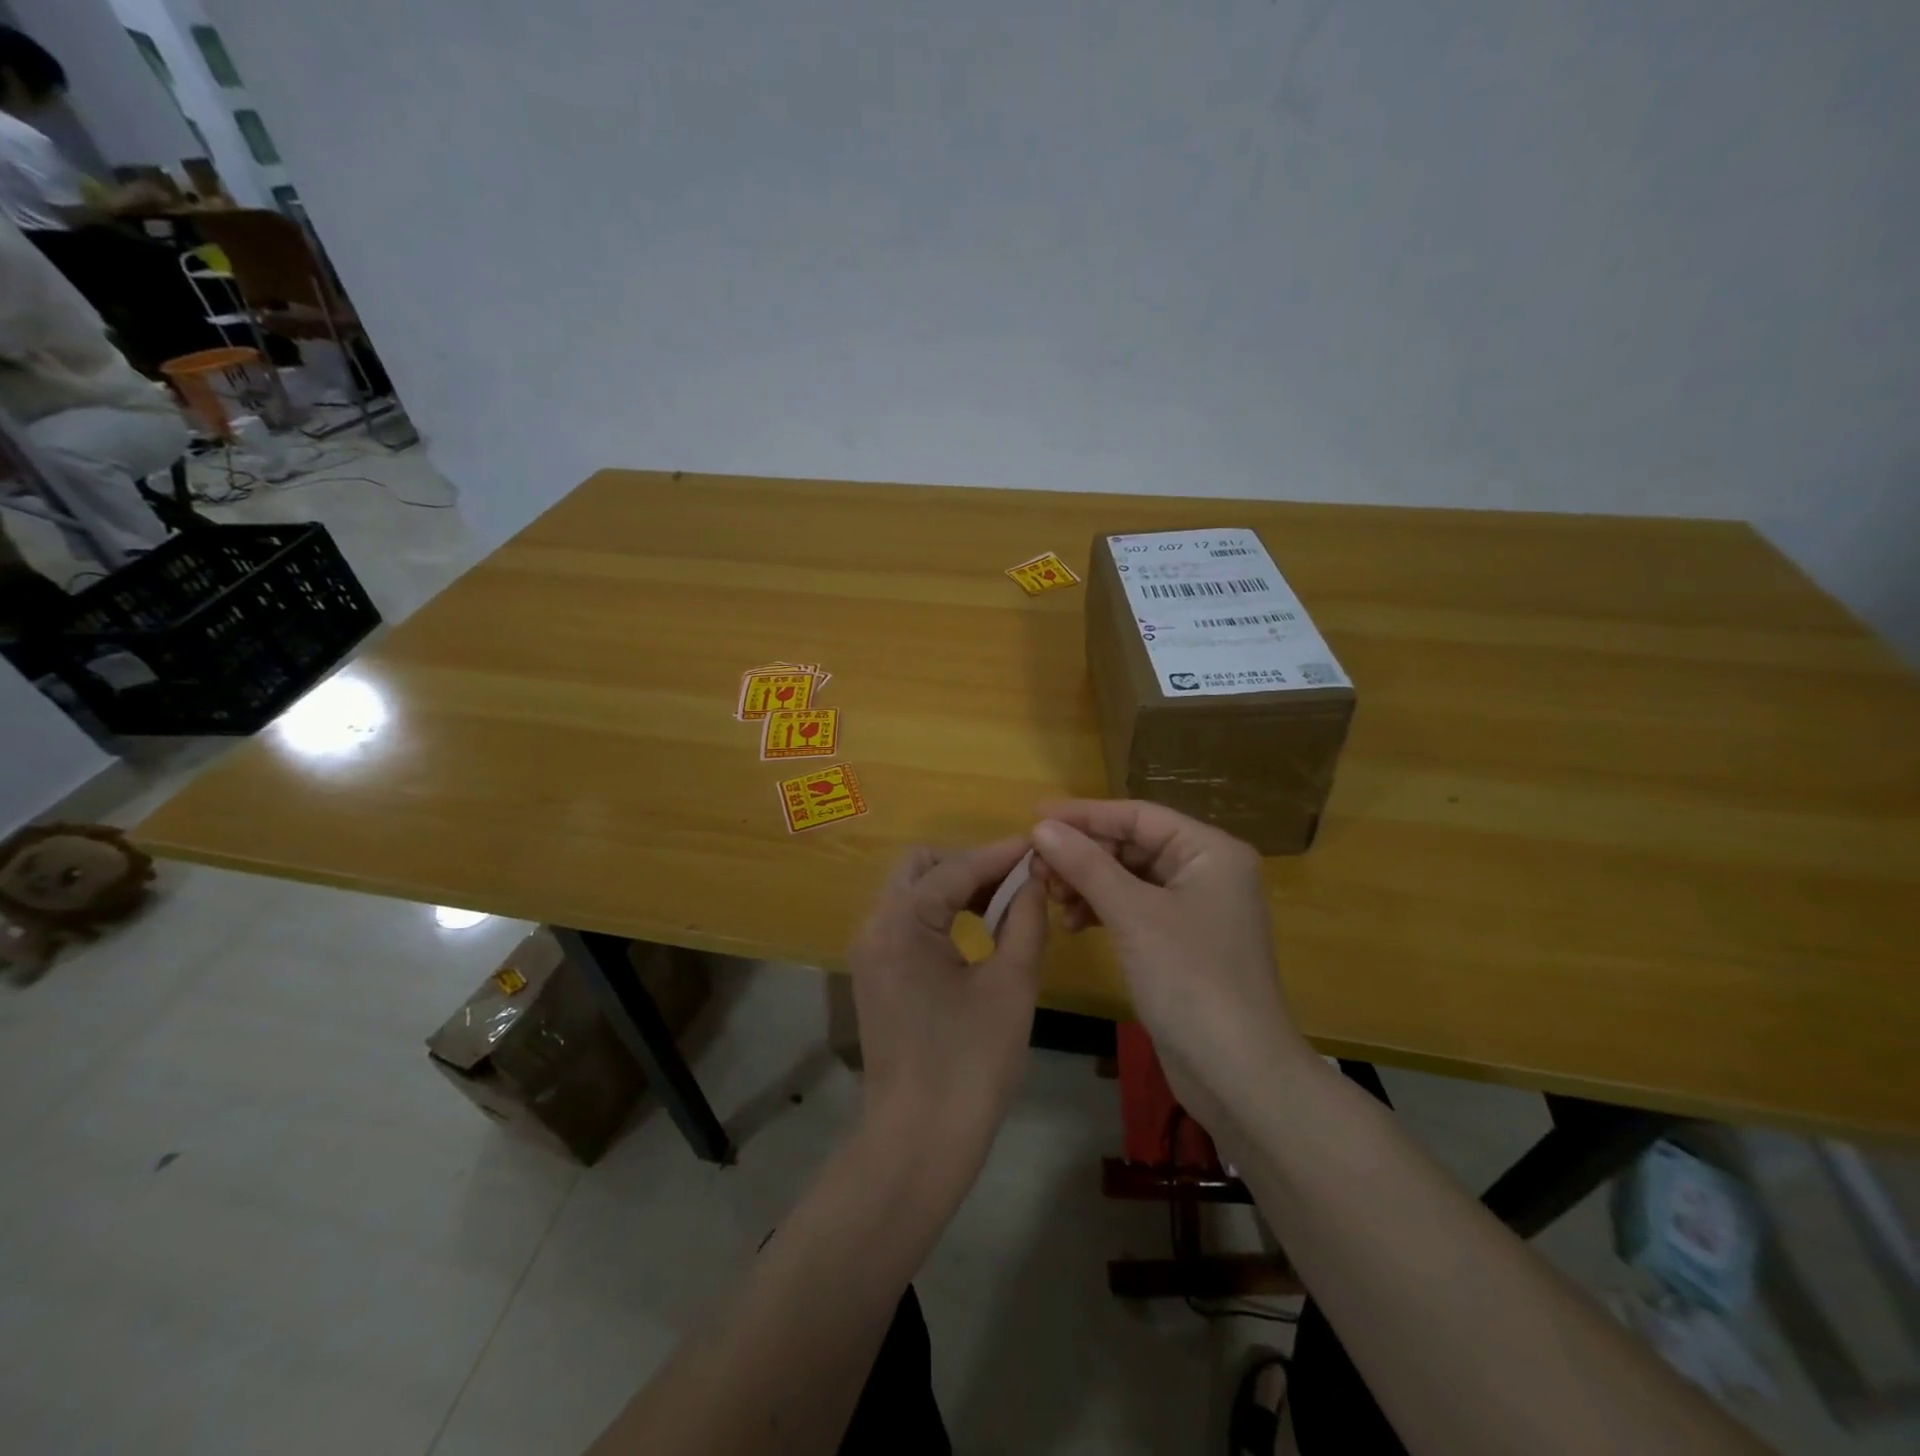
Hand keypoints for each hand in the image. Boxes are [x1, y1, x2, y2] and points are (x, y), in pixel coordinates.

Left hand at [846, 838, 1048, 1184]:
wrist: (919, 1142)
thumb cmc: (971, 1064)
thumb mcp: (1010, 985)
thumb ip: (1025, 920)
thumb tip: (1035, 879)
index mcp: (902, 924)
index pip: (955, 868)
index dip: (1000, 854)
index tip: (1039, 844)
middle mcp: (875, 927)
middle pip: (921, 866)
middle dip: (970, 863)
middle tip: (1017, 879)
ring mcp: (870, 951)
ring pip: (911, 891)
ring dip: (954, 886)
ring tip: (1005, 899)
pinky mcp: (875, 973)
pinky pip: (907, 921)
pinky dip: (940, 913)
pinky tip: (977, 927)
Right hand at [1029, 802, 1311, 1129]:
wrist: (1238, 1074)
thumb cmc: (1191, 980)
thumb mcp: (1133, 915)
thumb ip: (1086, 865)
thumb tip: (1041, 826)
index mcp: (1209, 851)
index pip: (1138, 815)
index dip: (1084, 814)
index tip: (1034, 816)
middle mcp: (1206, 871)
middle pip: (1132, 845)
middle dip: (1083, 854)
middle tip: (1037, 868)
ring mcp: (1194, 908)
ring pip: (1129, 877)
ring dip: (1088, 883)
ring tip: (1051, 898)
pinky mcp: (1180, 941)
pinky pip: (1133, 908)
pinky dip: (1102, 910)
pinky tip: (1073, 923)